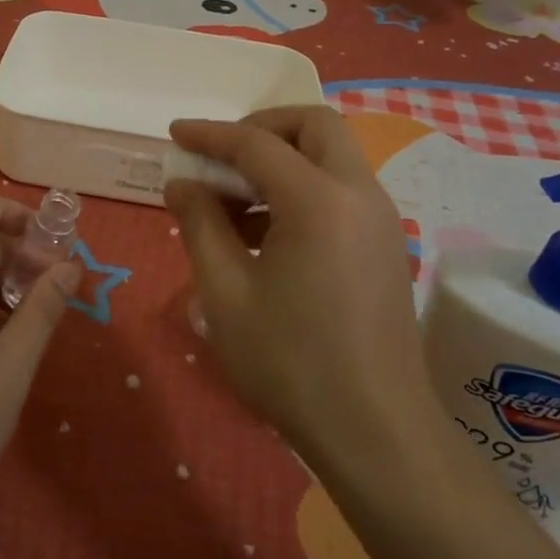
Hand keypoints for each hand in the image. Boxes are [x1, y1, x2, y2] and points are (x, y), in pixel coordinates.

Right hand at [165, 107, 424, 470]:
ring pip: (330, 158)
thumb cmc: (290, 362)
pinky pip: (340, 192)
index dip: (210, 134)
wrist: (374, 431)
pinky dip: (301, 190)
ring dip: (281, 162)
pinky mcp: (385, 246)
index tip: (174, 134)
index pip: (257, 143)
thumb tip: (182, 183)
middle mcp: (359, 195)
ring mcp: (380, 220)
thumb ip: (200, 224)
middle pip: (314, 126)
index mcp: (319, 200)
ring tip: (232, 205)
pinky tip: (263, 236)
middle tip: (220, 158)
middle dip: (261, 129)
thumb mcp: (225, 292)